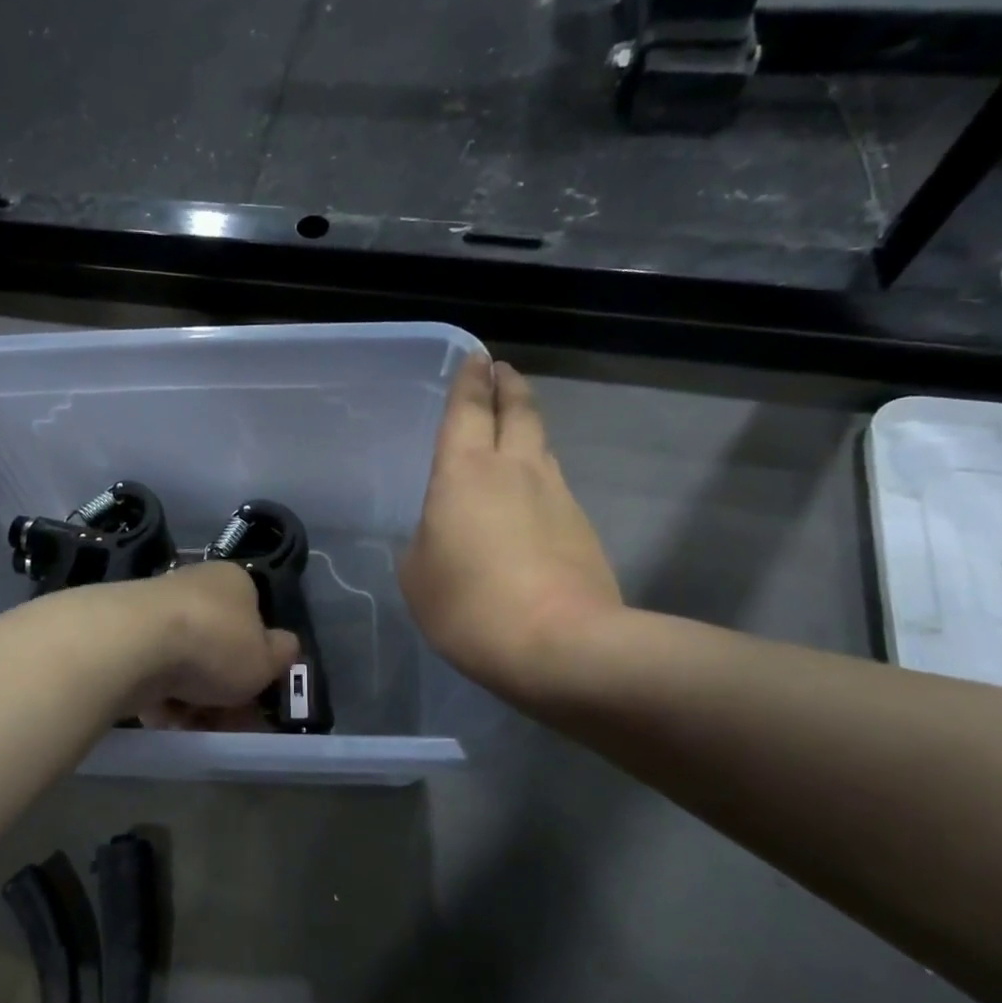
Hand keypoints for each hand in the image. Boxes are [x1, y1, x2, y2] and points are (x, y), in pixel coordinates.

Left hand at [118, 562, 298, 727]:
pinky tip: (161, 717)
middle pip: (216, 645)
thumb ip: (282, 654)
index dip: (257, 660)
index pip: (253, 618)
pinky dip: (158, 696)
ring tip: (192, 725)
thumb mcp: (266, 659)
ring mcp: (154, 609)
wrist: (133, 643)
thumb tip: (285, 646)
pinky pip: (150, 671)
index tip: (256, 695)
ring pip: (183, 662)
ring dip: (191, 698)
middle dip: (223, 688)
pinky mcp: (122, 634)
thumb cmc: (214, 644)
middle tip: (226, 721)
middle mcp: (193, 586)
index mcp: (232, 581)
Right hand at [400, 354, 619, 692]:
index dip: (470, 380)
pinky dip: (540, 480)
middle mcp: (515, 469)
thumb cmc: (469, 604)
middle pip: (517, 411)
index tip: (476, 357)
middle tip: (502, 370)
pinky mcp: (583, 528)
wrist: (561, 646)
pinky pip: (555, 488)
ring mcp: (557, 496)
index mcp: (464, 472)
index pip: (468, 409)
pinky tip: (530, 501)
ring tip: (515, 430)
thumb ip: (425, 542)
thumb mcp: (418, 575)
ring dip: (527, 429)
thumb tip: (441, 534)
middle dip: (508, 386)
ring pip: (541, 446)